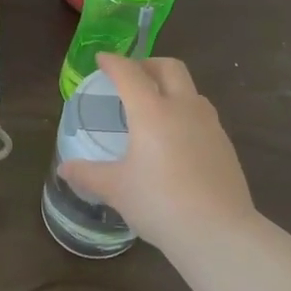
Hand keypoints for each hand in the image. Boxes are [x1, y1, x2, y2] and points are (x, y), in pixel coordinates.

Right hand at [59, 54, 259, 256]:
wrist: (219, 232)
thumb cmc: (160, 204)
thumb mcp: (117, 189)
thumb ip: (89, 175)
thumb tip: (65, 169)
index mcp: (152, 112)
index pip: (130, 73)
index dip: (113, 62)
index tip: (101, 59)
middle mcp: (183, 108)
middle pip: (169, 67)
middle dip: (148, 64)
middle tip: (132, 77)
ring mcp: (210, 124)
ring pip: (191, 89)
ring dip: (171, 87)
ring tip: (155, 108)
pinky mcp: (226, 144)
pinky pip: (202, 115)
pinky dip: (185, 113)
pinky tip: (177, 140)